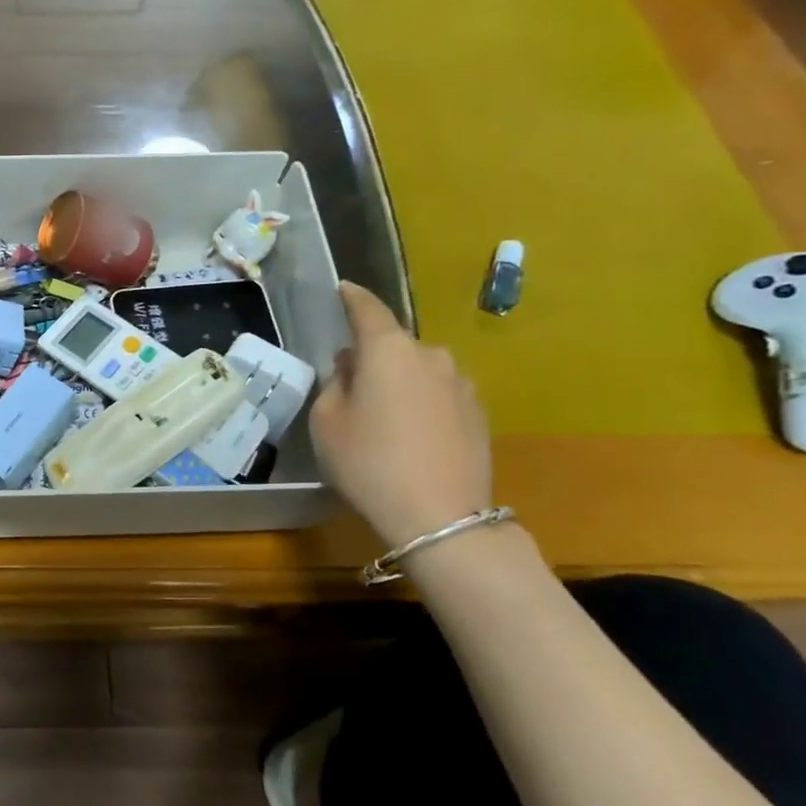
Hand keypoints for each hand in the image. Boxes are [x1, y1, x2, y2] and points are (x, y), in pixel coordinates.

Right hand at [310, 282, 493, 547]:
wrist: (440, 516)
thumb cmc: (369, 462)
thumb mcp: (327, 421)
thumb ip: (335, 383)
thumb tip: (352, 368)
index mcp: (389, 350)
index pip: (368, 309)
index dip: (352, 297)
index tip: (342, 289)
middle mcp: (430, 355)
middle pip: (394, 345)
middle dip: (372, 356)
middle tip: (350, 384)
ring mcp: (461, 383)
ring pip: (418, 370)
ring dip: (399, 382)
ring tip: (382, 417)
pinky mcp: (478, 413)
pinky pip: (439, 394)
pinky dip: (421, 403)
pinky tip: (410, 435)